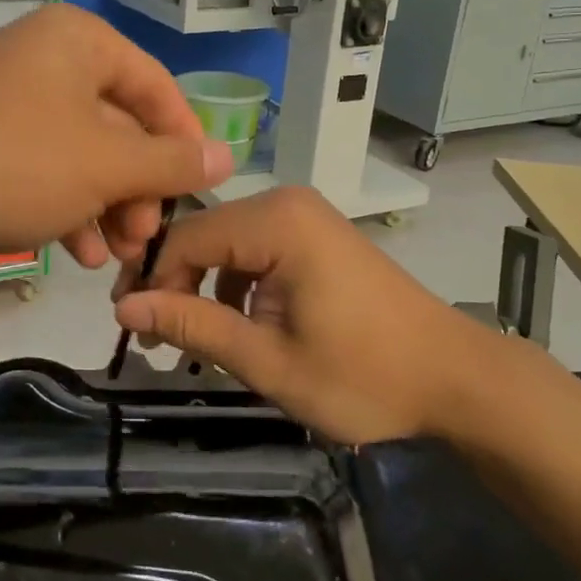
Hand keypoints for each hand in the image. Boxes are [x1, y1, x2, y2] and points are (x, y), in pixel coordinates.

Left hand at [0, 4, 233, 268]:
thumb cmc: (11, 164)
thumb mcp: (104, 166)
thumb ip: (171, 162)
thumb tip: (228, 154)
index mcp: (80, 42)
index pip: (157, 87)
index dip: (183, 143)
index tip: (195, 194)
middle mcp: (48, 57)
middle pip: (119, 124)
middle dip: (138, 189)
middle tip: (146, 239)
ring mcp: (12, 96)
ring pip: (82, 152)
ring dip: (107, 206)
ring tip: (117, 258)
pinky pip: (44, 165)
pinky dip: (67, 205)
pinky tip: (80, 252)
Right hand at [113, 186, 516, 443]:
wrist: (455, 377)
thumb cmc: (364, 375)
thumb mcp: (268, 360)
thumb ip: (194, 327)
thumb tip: (124, 309)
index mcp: (276, 222)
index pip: (186, 238)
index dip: (151, 280)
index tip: (130, 328)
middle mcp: (288, 203)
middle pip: (205, 235)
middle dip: (175, 284)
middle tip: (156, 340)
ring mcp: (307, 216)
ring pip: (228, 243)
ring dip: (206, 287)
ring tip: (193, 341)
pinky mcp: (318, 235)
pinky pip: (257, 249)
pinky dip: (238, 283)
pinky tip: (240, 325)